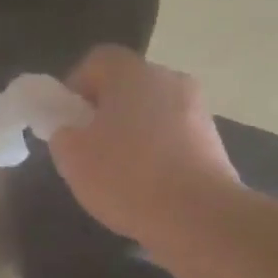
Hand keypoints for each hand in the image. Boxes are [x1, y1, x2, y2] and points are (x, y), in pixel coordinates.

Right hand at [49, 46, 238, 241]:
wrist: (199, 216)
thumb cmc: (127, 177)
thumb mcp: (73, 158)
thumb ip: (63, 135)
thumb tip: (72, 132)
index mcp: (132, 73)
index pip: (97, 61)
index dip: (75, 86)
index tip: (66, 120)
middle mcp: (169, 80)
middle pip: (128, 86)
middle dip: (105, 111)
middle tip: (88, 148)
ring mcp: (198, 109)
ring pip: (153, 112)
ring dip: (133, 133)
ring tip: (118, 173)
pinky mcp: (214, 141)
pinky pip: (174, 137)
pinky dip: (158, 153)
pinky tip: (148, 186)